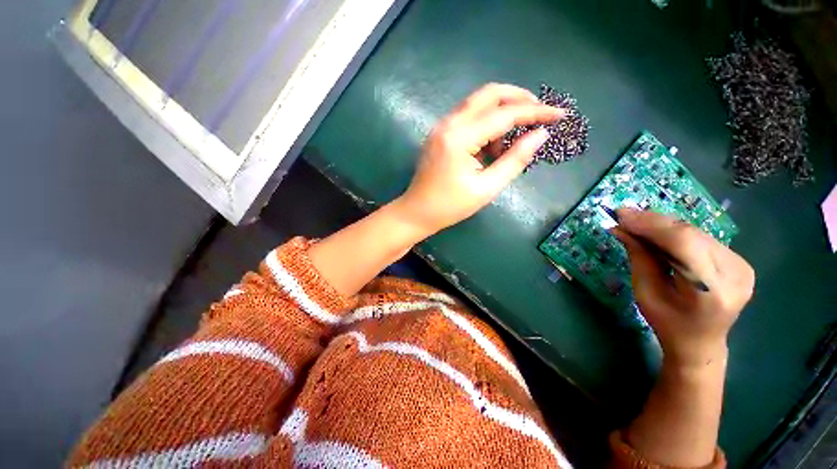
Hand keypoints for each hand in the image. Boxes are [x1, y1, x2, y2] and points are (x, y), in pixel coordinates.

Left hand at [393, 83, 562, 233]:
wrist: (417, 212)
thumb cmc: (450, 206)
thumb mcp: (486, 189)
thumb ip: (514, 160)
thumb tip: (541, 135)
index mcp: (459, 138)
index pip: (505, 114)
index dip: (535, 112)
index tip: (560, 114)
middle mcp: (448, 124)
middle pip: (489, 94)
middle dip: (518, 99)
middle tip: (538, 114)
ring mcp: (441, 126)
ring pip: (478, 103)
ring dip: (500, 113)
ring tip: (509, 144)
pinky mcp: (440, 133)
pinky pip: (467, 117)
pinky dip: (485, 123)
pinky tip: (490, 146)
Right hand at [613, 208, 754, 367]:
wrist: (701, 342)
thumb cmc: (668, 323)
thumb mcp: (645, 292)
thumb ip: (638, 257)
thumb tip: (620, 228)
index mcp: (711, 291)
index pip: (683, 244)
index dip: (651, 225)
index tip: (621, 215)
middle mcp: (735, 274)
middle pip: (691, 234)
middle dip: (653, 222)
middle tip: (624, 215)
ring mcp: (742, 265)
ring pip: (696, 232)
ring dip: (663, 225)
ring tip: (636, 223)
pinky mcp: (740, 261)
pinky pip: (702, 237)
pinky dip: (675, 232)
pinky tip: (658, 232)